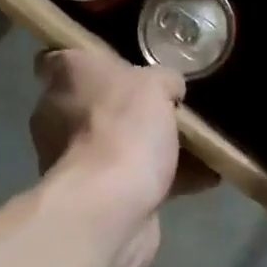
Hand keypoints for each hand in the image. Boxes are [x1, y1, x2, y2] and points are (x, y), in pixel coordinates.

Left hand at [29, 47, 214, 266]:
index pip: (57, 60)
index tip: (116, 63)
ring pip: (118, 144)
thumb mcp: (154, 84)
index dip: (85, 60)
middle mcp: (58, 118)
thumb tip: (169, 88)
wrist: (110, 207)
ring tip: (200, 143)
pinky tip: (209, 176)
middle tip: (172, 106)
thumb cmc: (122, 129)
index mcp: (64, 80)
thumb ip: (163, 80)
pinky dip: (169, 180)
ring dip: (153, 147)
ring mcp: (75, 161)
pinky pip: (137, 180)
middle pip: (94, 104)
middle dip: (130, 108)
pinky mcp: (97, 197)